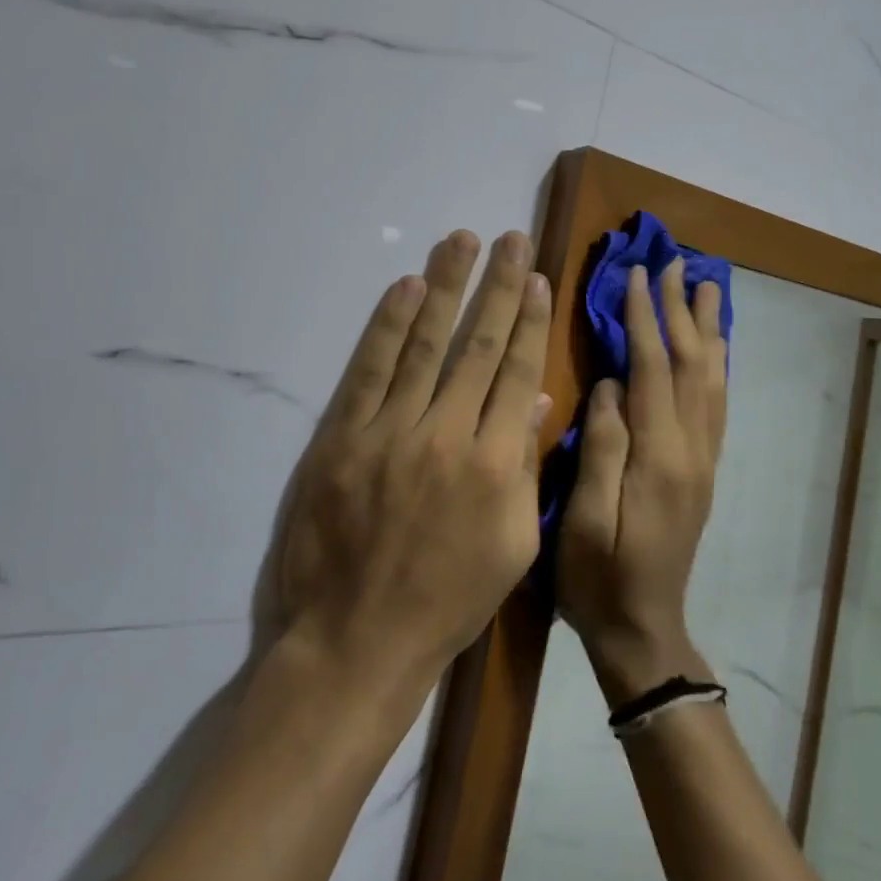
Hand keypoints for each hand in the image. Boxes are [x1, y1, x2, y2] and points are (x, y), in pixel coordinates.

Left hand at [277, 230, 552, 691]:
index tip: (538, 277)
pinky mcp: (342, 437)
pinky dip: (388, 325)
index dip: (530, 320)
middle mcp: (449, 436)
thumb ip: (526, 467)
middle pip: (478, 345)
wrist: (357, 641)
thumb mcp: (512, 546)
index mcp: (498, 466)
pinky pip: (370, 370)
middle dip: (499, 286)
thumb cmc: (447, 600)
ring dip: (446, 286)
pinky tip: (405, 286)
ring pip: (426, 344)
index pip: (518, 372)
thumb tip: (534, 399)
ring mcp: (391, 433)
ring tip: (461, 241)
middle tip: (511, 238)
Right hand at [558, 258, 726, 706]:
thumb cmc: (598, 579)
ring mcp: (704, 459)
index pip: (652, 369)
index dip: (644, 318)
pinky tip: (714, 346)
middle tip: (677, 262)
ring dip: (708, 328)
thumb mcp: (583, 520)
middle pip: (691, 364)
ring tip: (706, 287)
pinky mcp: (704, 469)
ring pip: (712, 378)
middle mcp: (691, 449)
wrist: (643, 630)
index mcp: (658, 457)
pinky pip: (717, 403)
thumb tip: (609, 385)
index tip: (637, 274)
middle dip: (681, 309)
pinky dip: (717, 363)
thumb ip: (601, 448)